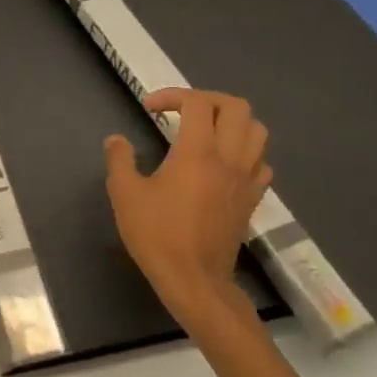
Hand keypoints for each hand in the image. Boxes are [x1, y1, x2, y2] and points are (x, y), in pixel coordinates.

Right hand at [105, 89, 273, 342]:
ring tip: (205, 131)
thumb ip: (120, 160)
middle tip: (181, 111)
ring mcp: (246, 178)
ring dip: (231, 121)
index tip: (148, 108)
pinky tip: (223, 162)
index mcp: (198, 152)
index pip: (196, 103)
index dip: (172, 96)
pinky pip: (261, 161)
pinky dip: (245, 151)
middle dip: (207, 100)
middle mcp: (229, 158)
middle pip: (236, 107)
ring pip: (256, 131)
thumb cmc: (156, 234)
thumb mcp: (125, 194)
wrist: (194, 280)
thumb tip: (116, 140)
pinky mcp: (252, 198)